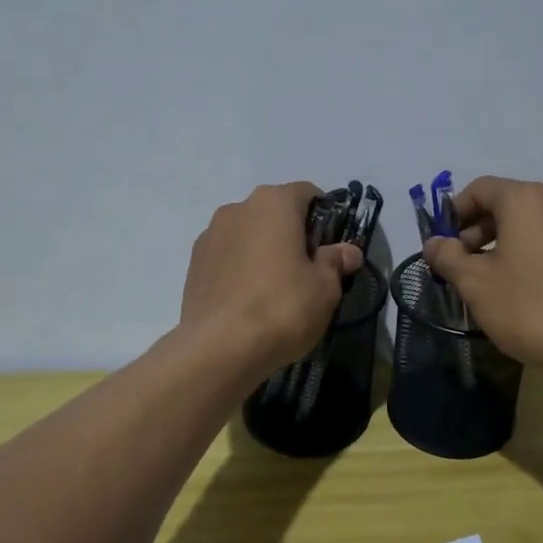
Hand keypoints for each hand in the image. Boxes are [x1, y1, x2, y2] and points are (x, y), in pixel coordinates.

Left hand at [179, 183, 362, 378]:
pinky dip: (240, 269)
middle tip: (306, 270)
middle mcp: (237, 208)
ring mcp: (210, 235)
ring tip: (275, 289)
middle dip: (291, 234)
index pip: (307, 193)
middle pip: (274, 213)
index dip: (324, 217)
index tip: (331, 247)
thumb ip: (336, 262)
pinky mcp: (194, 264)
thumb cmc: (282, 307)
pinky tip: (248, 300)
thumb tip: (348, 251)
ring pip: (247, 234)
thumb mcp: (325, 287)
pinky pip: (227, 257)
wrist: (220, 348)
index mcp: (273, 202)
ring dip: (263, 250)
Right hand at [422, 177, 542, 375]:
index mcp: (526, 201)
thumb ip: (448, 257)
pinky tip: (521, 295)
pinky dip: (527, 259)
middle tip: (460, 266)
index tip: (442, 244)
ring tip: (487, 285)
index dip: (454, 212)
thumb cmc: (528, 307)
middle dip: (476, 232)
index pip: (480, 188)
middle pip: (506, 206)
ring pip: (528, 228)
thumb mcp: (475, 283)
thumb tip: (434, 243)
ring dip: (501, 247)